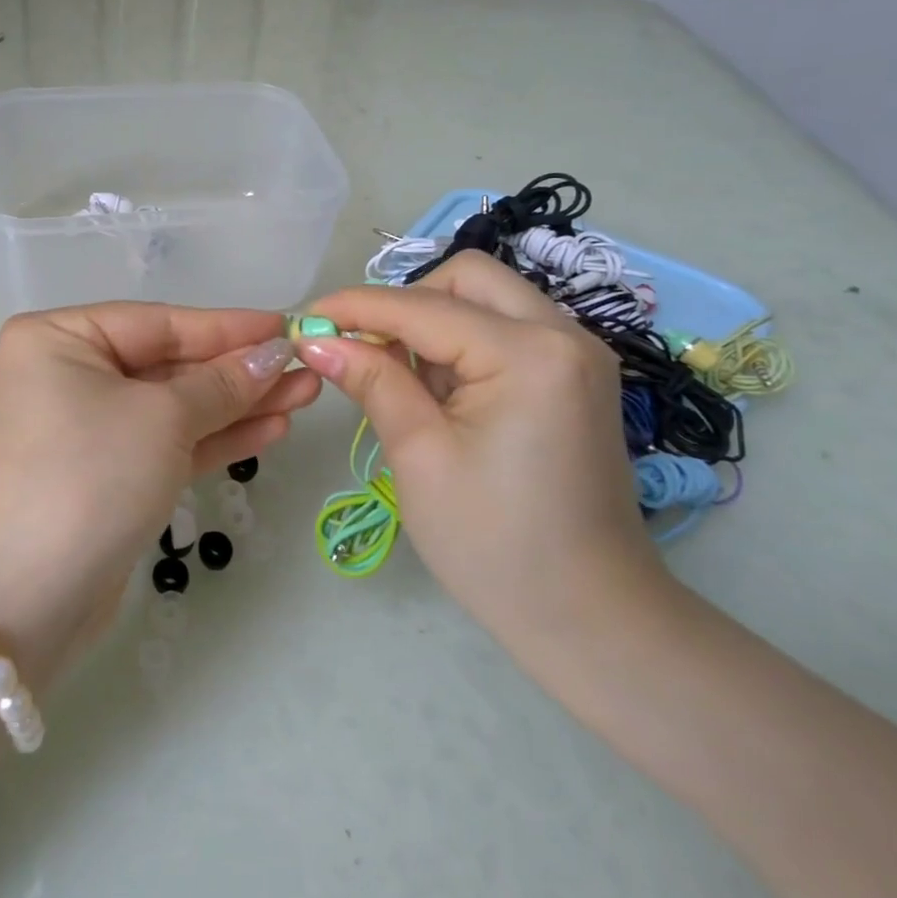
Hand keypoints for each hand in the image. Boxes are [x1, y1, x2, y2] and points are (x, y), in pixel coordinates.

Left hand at [0, 305, 319, 684]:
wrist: (32, 598)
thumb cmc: (92, 475)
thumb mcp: (163, 418)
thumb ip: (222, 384)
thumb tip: (274, 353)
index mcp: (60, 339)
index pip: (159, 323)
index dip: (228, 327)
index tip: (287, 326)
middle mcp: (69, 374)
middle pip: (170, 364)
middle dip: (239, 370)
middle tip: (305, 367)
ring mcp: (88, 427)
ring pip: (175, 407)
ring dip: (238, 404)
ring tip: (305, 395)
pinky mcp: (108, 473)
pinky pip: (168, 443)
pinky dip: (216, 438)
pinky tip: (271, 429)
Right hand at [296, 253, 673, 655]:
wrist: (592, 619)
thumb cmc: (496, 546)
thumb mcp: (420, 457)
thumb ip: (372, 382)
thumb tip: (316, 340)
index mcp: (529, 354)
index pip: (422, 307)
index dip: (356, 307)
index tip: (304, 320)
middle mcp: (564, 335)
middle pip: (466, 278)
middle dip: (406, 303)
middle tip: (366, 351)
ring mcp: (577, 355)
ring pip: (487, 299)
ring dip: (434, 323)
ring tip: (402, 381)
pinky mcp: (575, 377)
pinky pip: (506, 330)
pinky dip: (463, 343)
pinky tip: (440, 392)